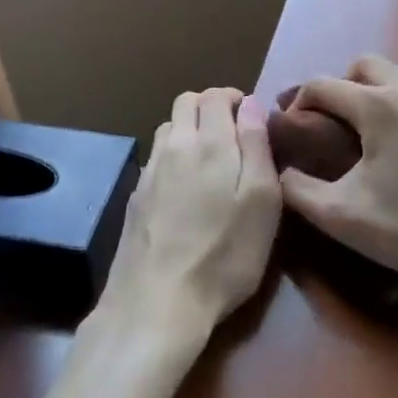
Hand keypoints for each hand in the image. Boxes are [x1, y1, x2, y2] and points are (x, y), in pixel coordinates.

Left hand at [99, 88, 280, 342]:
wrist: (156, 303)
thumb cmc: (224, 254)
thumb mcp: (262, 201)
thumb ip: (257, 145)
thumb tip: (250, 104)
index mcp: (209, 142)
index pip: (215, 95)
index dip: (235, 99)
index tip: (252, 119)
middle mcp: (174, 145)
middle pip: (186, 102)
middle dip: (211, 107)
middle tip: (234, 135)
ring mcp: (150, 170)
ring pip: (168, 128)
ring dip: (190, 129)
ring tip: (210, 160)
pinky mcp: (135, 196)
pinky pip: (156, 157)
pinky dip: (173, 156)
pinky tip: (185, 188)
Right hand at [278, 57, 397, 300]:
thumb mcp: (341, 216)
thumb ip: (297, 189)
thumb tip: (281, 170)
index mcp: (378, 106)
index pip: (323, 84)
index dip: (300, 101)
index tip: (295, 127)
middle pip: (366, 65)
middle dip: (344, 85)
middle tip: (337, 123)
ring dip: (383, 95)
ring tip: (380, 135)